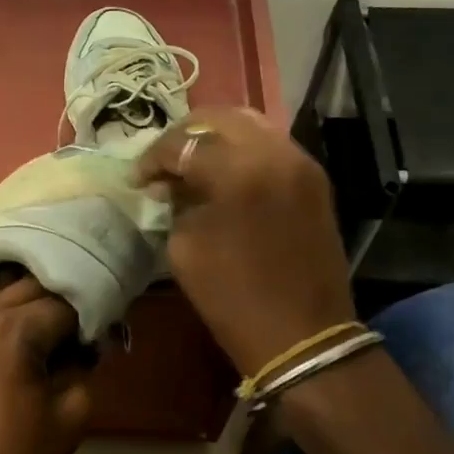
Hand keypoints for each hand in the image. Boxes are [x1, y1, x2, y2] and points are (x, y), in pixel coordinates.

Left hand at [0, 274, 95, 453]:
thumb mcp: (73, 412)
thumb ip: (85, 363)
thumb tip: (92, 339)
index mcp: (10, 331)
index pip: (63, 302)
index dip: (91, 312)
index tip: (111, 325)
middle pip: (30, 286)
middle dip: (62, 298)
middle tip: (88, 320)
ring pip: (2, 293)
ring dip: (33, 302)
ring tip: (61, 324)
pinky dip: (8, 313)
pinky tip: (29, 333)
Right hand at [134, 107, 357, 376]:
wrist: (302, 335)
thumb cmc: (233, 299)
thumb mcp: (185, 249)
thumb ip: (178, 203)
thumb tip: (174, 183)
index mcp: (238, 171)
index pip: (184, 143)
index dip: (154, 158)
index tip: (138, 179)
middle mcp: (275, 153)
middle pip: (221, 118)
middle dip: (186, 136)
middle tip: (164, 162)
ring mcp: (301, 163)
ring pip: (251, 125)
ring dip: (217, 138)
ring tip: (194, 164)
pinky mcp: (314, 180)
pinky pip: (272, 147)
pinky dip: (244, 151)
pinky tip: (226, 175)